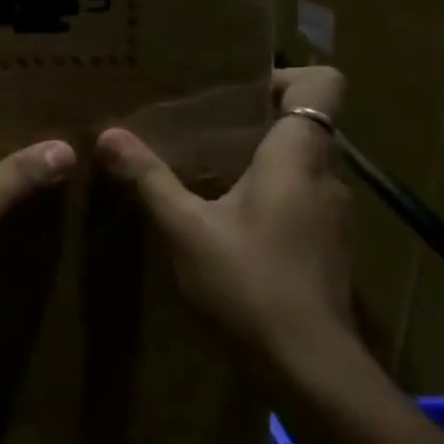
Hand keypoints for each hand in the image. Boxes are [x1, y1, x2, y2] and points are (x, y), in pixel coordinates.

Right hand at [94, 66, 353, 361]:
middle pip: (304, 123)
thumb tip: (109, 136)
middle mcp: (326, 176)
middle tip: (203, 126)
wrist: (311, 369)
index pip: (324, 84)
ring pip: (301, 165)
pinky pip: (300, 199)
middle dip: (256, 119)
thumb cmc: (250, 284)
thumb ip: (149, 179)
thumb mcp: (186, 229)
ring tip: (208, 173)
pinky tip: (229, 223)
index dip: (286, 74)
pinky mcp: (329, 247)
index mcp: (298, 156)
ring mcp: (334, 215)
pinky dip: (270, 197)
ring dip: (260, 162)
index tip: (238, 89)